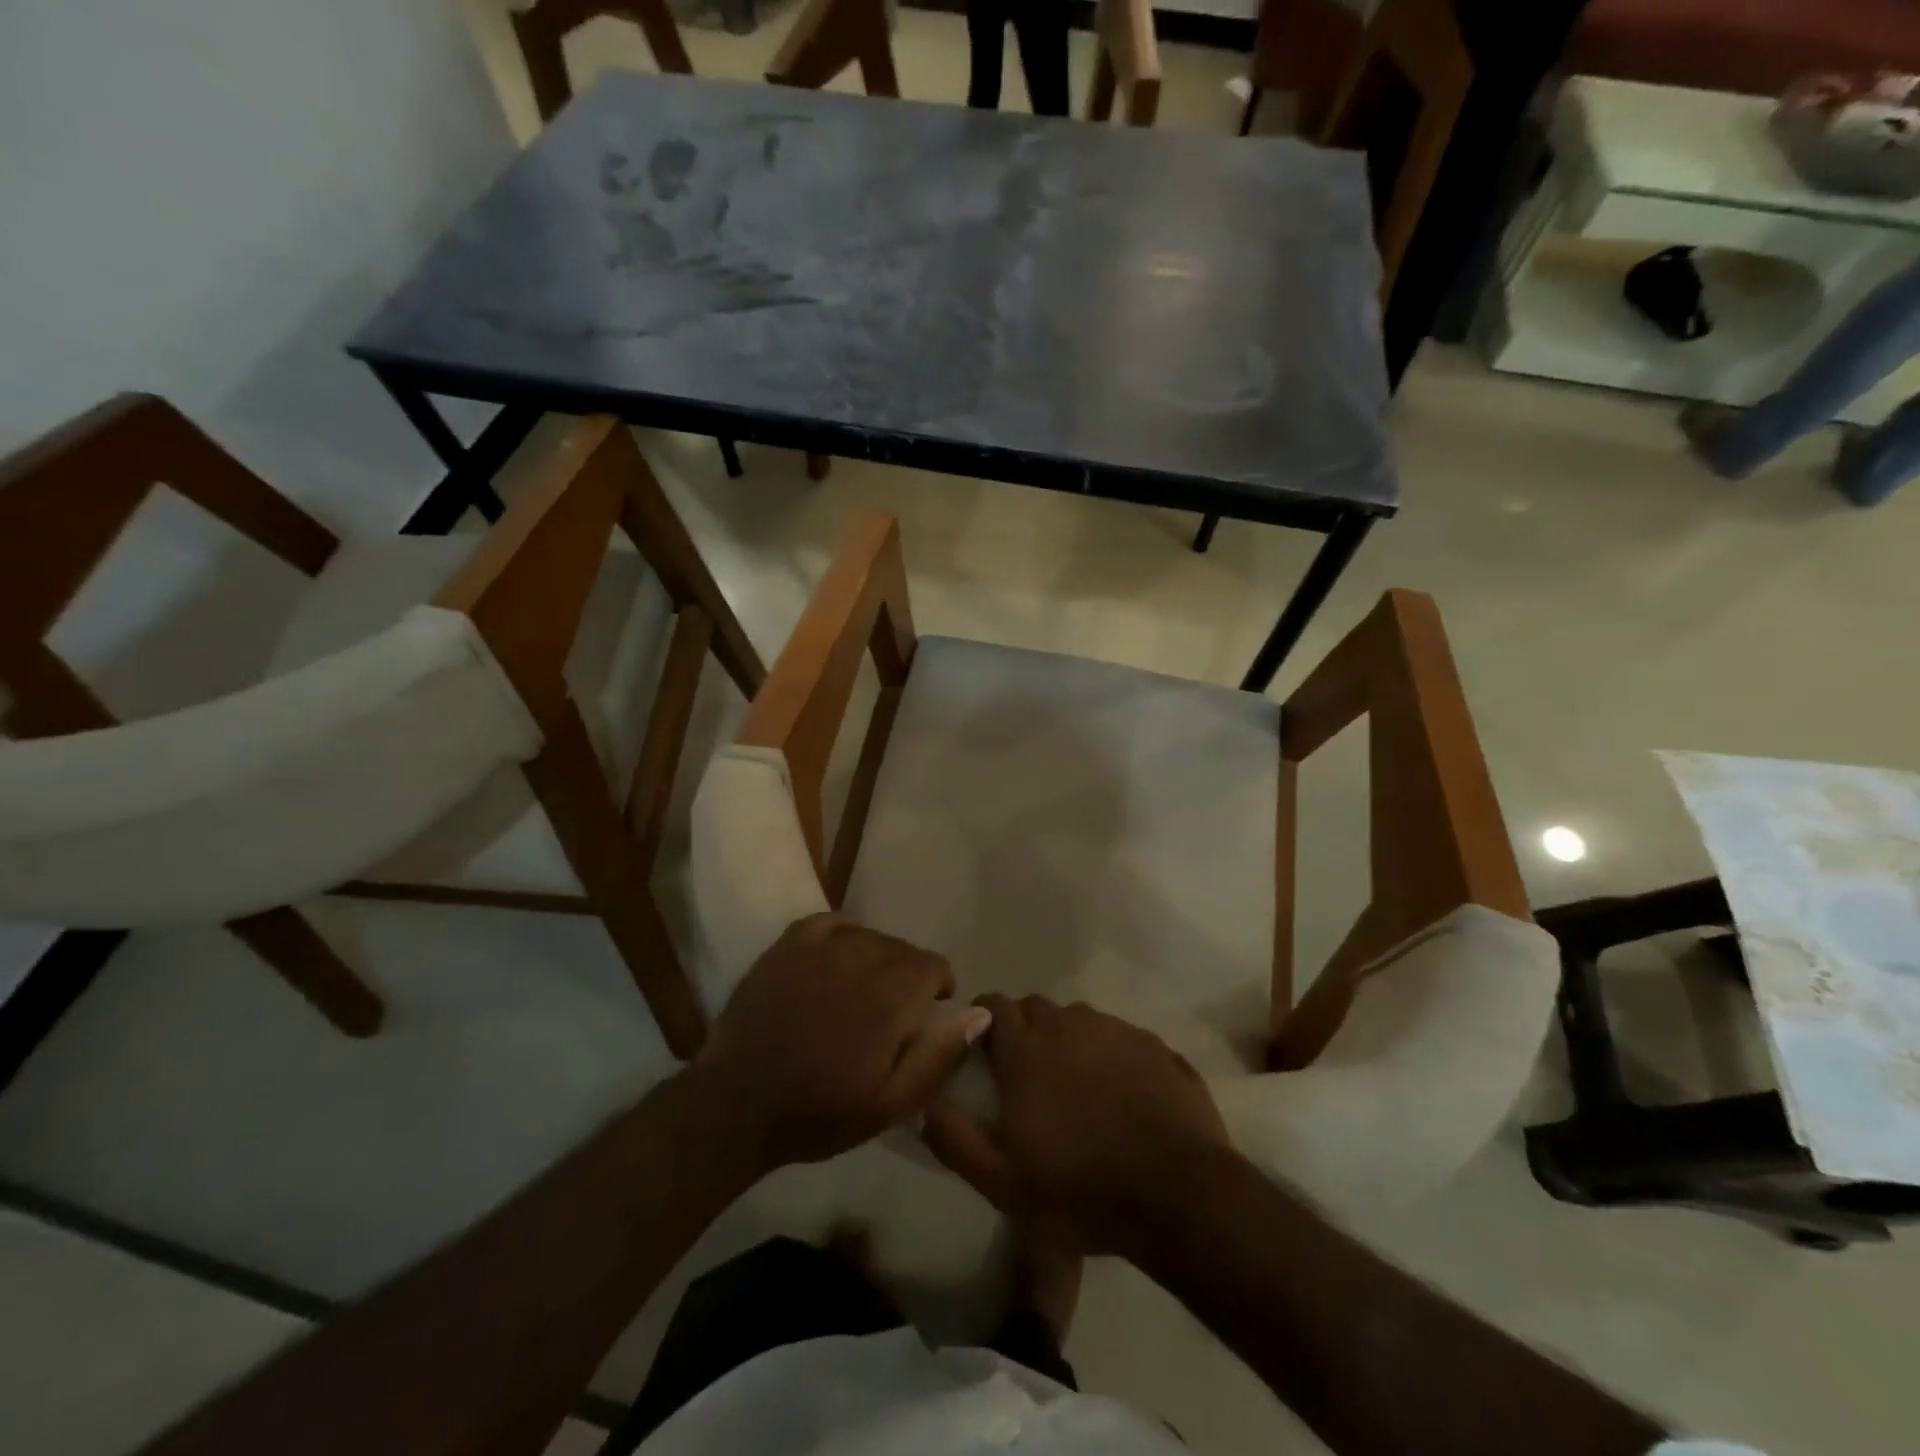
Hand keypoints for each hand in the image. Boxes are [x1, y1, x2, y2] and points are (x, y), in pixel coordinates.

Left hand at [687, 913, 989, 1171]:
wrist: (737, 1105)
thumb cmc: (819, 1112)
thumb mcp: (890, 1104)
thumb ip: (938, 1056)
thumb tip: (979, 1013)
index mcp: (889, 999)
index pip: (932, 965)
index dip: (937, 986)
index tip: (927, 1013)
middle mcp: (859, 962)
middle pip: (902, 948)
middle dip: (908, 974)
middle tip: (893, 1010)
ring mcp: (820, 950)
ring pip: (869, 935)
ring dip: (878, 956)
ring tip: (864, 988)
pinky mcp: (788, 947)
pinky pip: (830, 921)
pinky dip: (843, 932)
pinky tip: (840, 954)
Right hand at [922, 995, 1231, 1255]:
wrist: (1177, 1193)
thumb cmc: (1079, 1188)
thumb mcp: (1001, 1181)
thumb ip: (954, 1139)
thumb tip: (925, 1105)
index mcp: (1026, 1048)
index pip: (993, 1005)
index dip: (983, 1018)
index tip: (982, 1044)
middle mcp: (1068, 1024)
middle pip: (1036, 1008)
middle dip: (1025, 1028)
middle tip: (1027, 1071)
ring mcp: (1115, 1030)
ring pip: (1079, 1020)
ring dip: (1068, 1040)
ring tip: (1075, 1082)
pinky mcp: (1154, 1045)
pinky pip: (1120, 1036)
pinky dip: (1110, 1053)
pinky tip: (1120, 1091)